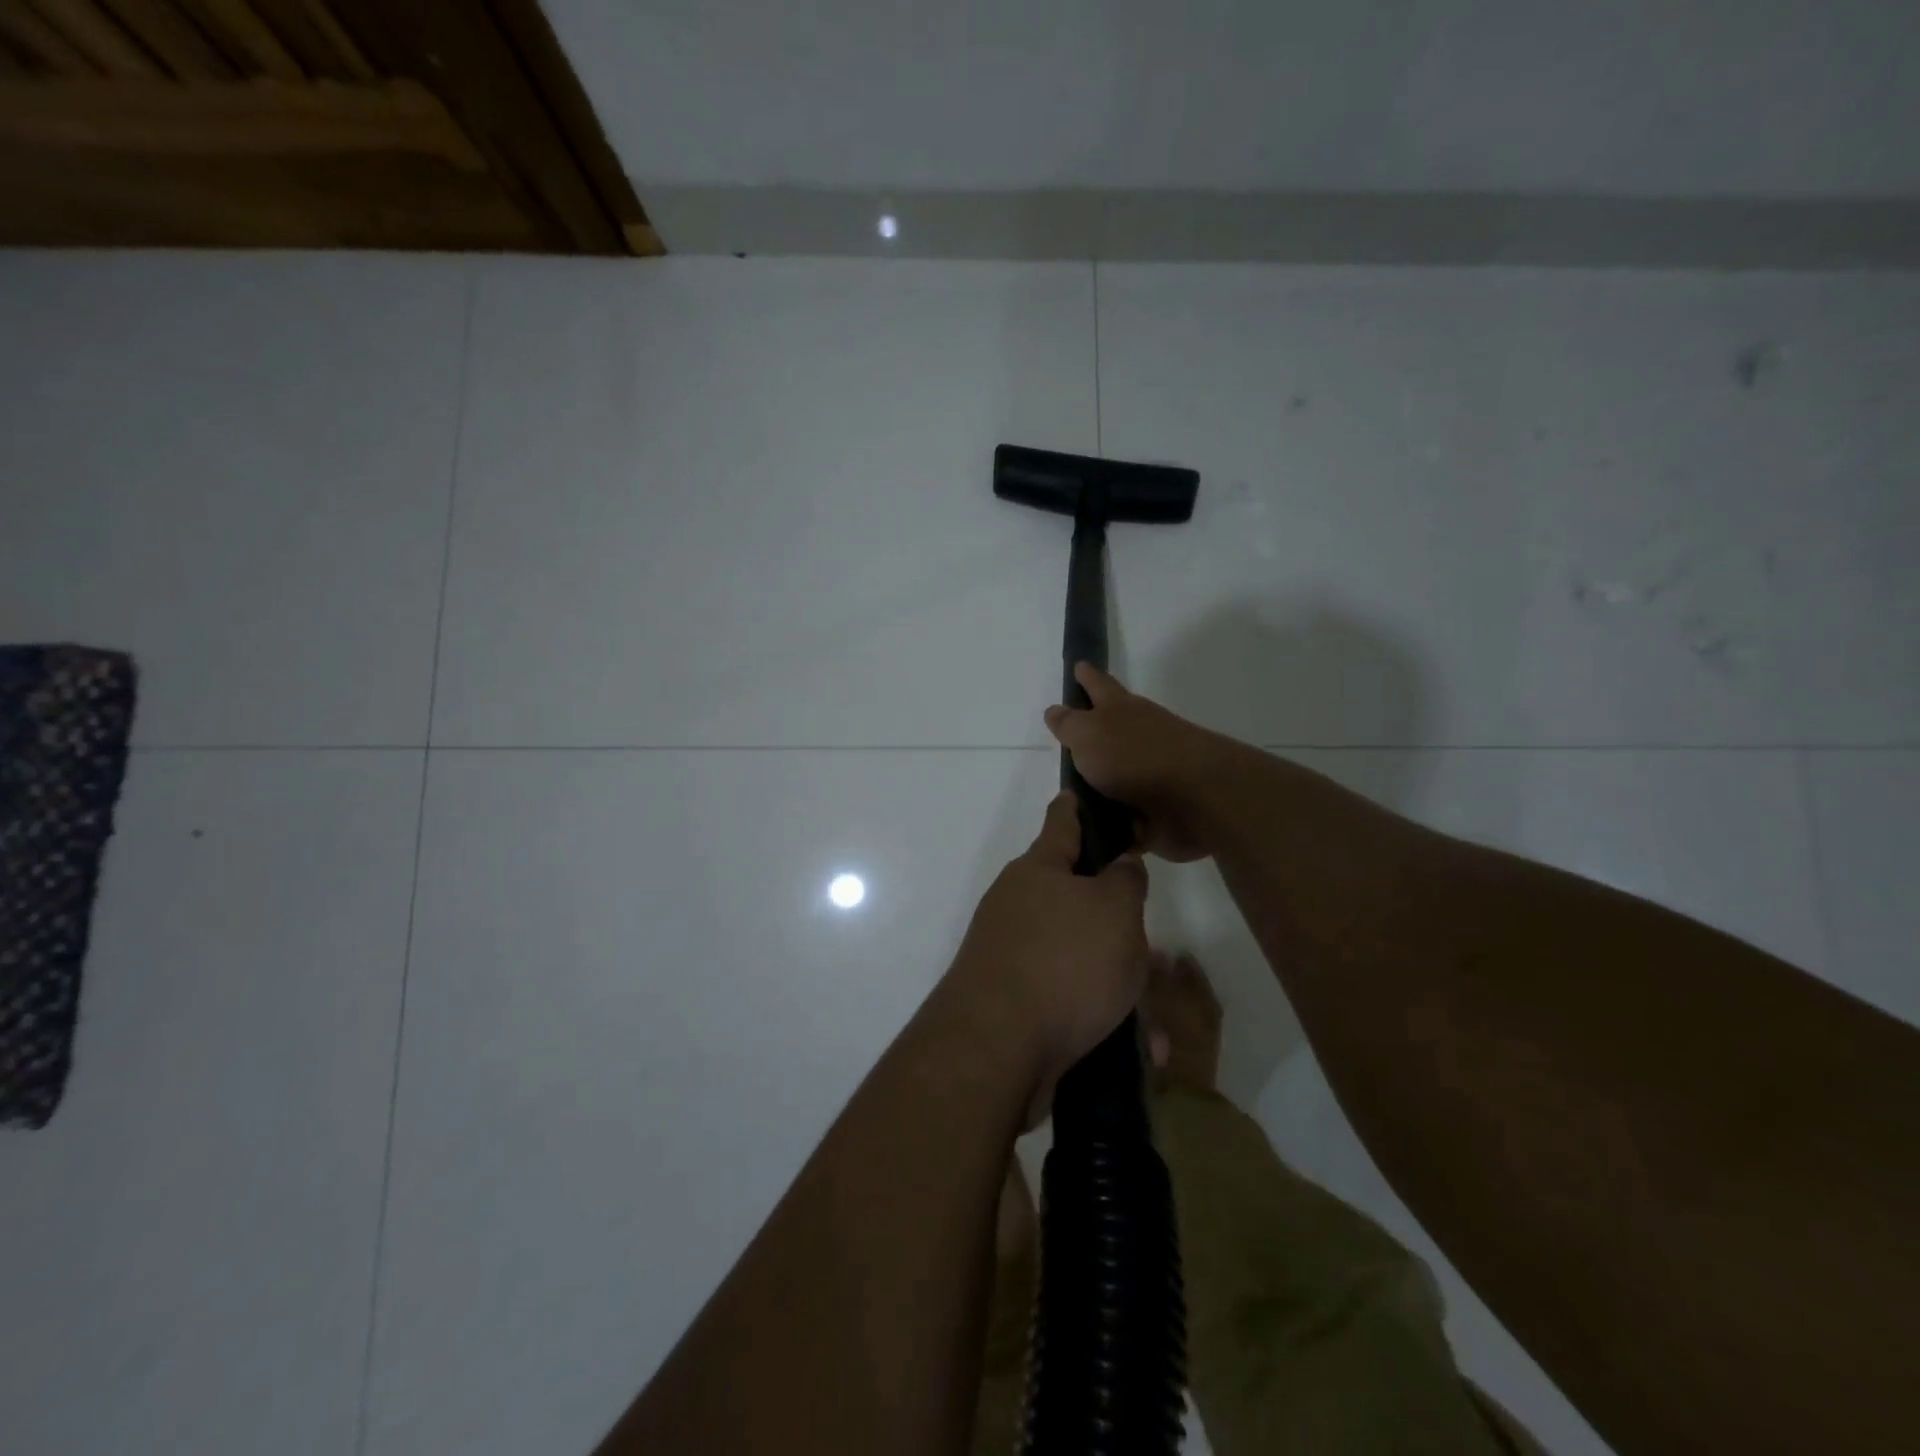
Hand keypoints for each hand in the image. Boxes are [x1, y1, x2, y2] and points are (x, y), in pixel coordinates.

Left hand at [946, 792, 1150, 1113]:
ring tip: (1157, 1022)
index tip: (1084, 793)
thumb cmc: (1064, 962)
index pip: (1062, 821)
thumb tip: (1119, 864)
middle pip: (1077, 899)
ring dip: (1120, 984)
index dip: (1078, 806)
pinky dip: (1102, 1017)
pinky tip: (1139, 1049)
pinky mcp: (1014, 1001)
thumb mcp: (1115, 911)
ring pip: (1080, 958)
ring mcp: (1012, 954)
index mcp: (1039, 870)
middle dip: (1118, 923)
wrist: (997, 1048)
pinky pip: (1070, 1000)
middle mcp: (1019, 904)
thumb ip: (1125, 880)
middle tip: (1156, 948)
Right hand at [1043, 664, 1223, 861]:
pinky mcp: (1158, 809)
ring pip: (1118, 774)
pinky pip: (1126, 815)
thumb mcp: (1088, 734)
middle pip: (1111, 730)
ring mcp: (1151, 773)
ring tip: (1071, 798)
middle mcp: (1138, 736)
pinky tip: (1094, 832)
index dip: (1086, 676)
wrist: (1195, 798)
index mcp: (1121, 710)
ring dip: (1100, 783)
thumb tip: (1055, 710)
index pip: (1098, 685)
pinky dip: (1113, 821)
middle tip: (1068, 740)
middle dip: (1093, 732)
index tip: (1078, 665)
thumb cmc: (1134, 756)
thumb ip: (1069, 724)